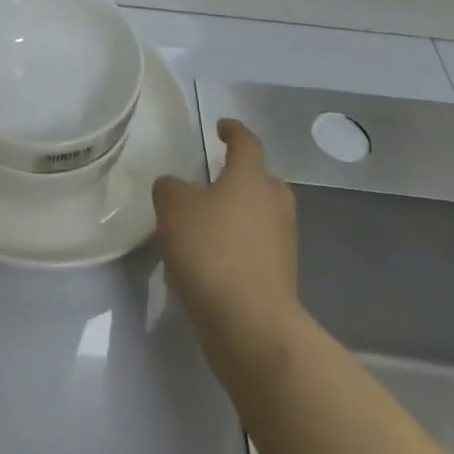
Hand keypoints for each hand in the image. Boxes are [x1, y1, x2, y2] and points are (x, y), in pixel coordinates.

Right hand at [153, 119, 303, 347]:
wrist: (251, 326)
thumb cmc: (212, 251)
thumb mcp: (173, 206)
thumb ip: (171, 187)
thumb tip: (177, 188)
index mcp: (252, 178)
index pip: (247, 143)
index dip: (233, 131)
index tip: (221, 127)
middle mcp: (274, 206)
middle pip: (264, 181)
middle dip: (244, 176)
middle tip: (217, 177)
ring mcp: (282, 245)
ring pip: (262, 216)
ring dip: (240, 214)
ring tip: (207, 221)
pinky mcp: (279, 280)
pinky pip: (258, 249)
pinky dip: (238, 246)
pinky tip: (211, 258)